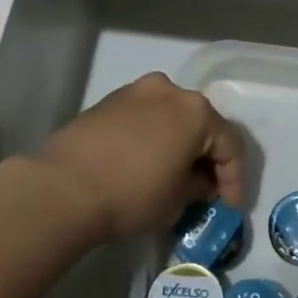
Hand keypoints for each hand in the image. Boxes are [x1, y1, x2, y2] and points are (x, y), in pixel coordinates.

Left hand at [37, 73, 245, 243]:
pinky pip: (143, 118)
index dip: (234, 179)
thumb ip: (197, 187)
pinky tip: (144, 164)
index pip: (230, 145)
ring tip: (172, 176)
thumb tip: (198, 182)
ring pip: (170, 117)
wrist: (63, 188)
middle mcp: (170, 91)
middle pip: (201, 124)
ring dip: (177, 144)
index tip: (228, 207)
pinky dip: (151, 138)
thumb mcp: (176, 201)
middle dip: (206, 158)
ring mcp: (136, 91)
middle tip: (204, 190)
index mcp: (196, 111)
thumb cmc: (132, 194)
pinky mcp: (108, 101)